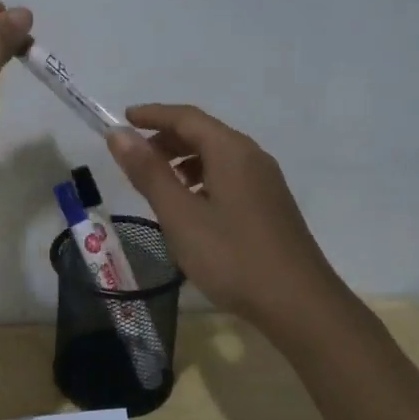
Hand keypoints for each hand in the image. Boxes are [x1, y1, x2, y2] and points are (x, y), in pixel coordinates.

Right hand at [108, 104, 345, 328]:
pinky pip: (229, 175)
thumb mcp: (180, 215)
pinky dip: (202, 178)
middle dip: (166, 139)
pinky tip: (191, 207)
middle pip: (203, 133)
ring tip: (157, 184)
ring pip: (217, 155)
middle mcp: (252, 157)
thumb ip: (148, 173)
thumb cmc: (233, 257)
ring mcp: (265, 181)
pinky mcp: (270, 205)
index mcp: (231, 151)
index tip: (123, 119)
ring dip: (183, 160)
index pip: (186, 117)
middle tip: (134, 157)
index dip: (152, 114)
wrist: (300, 305)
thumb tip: (119, 134)